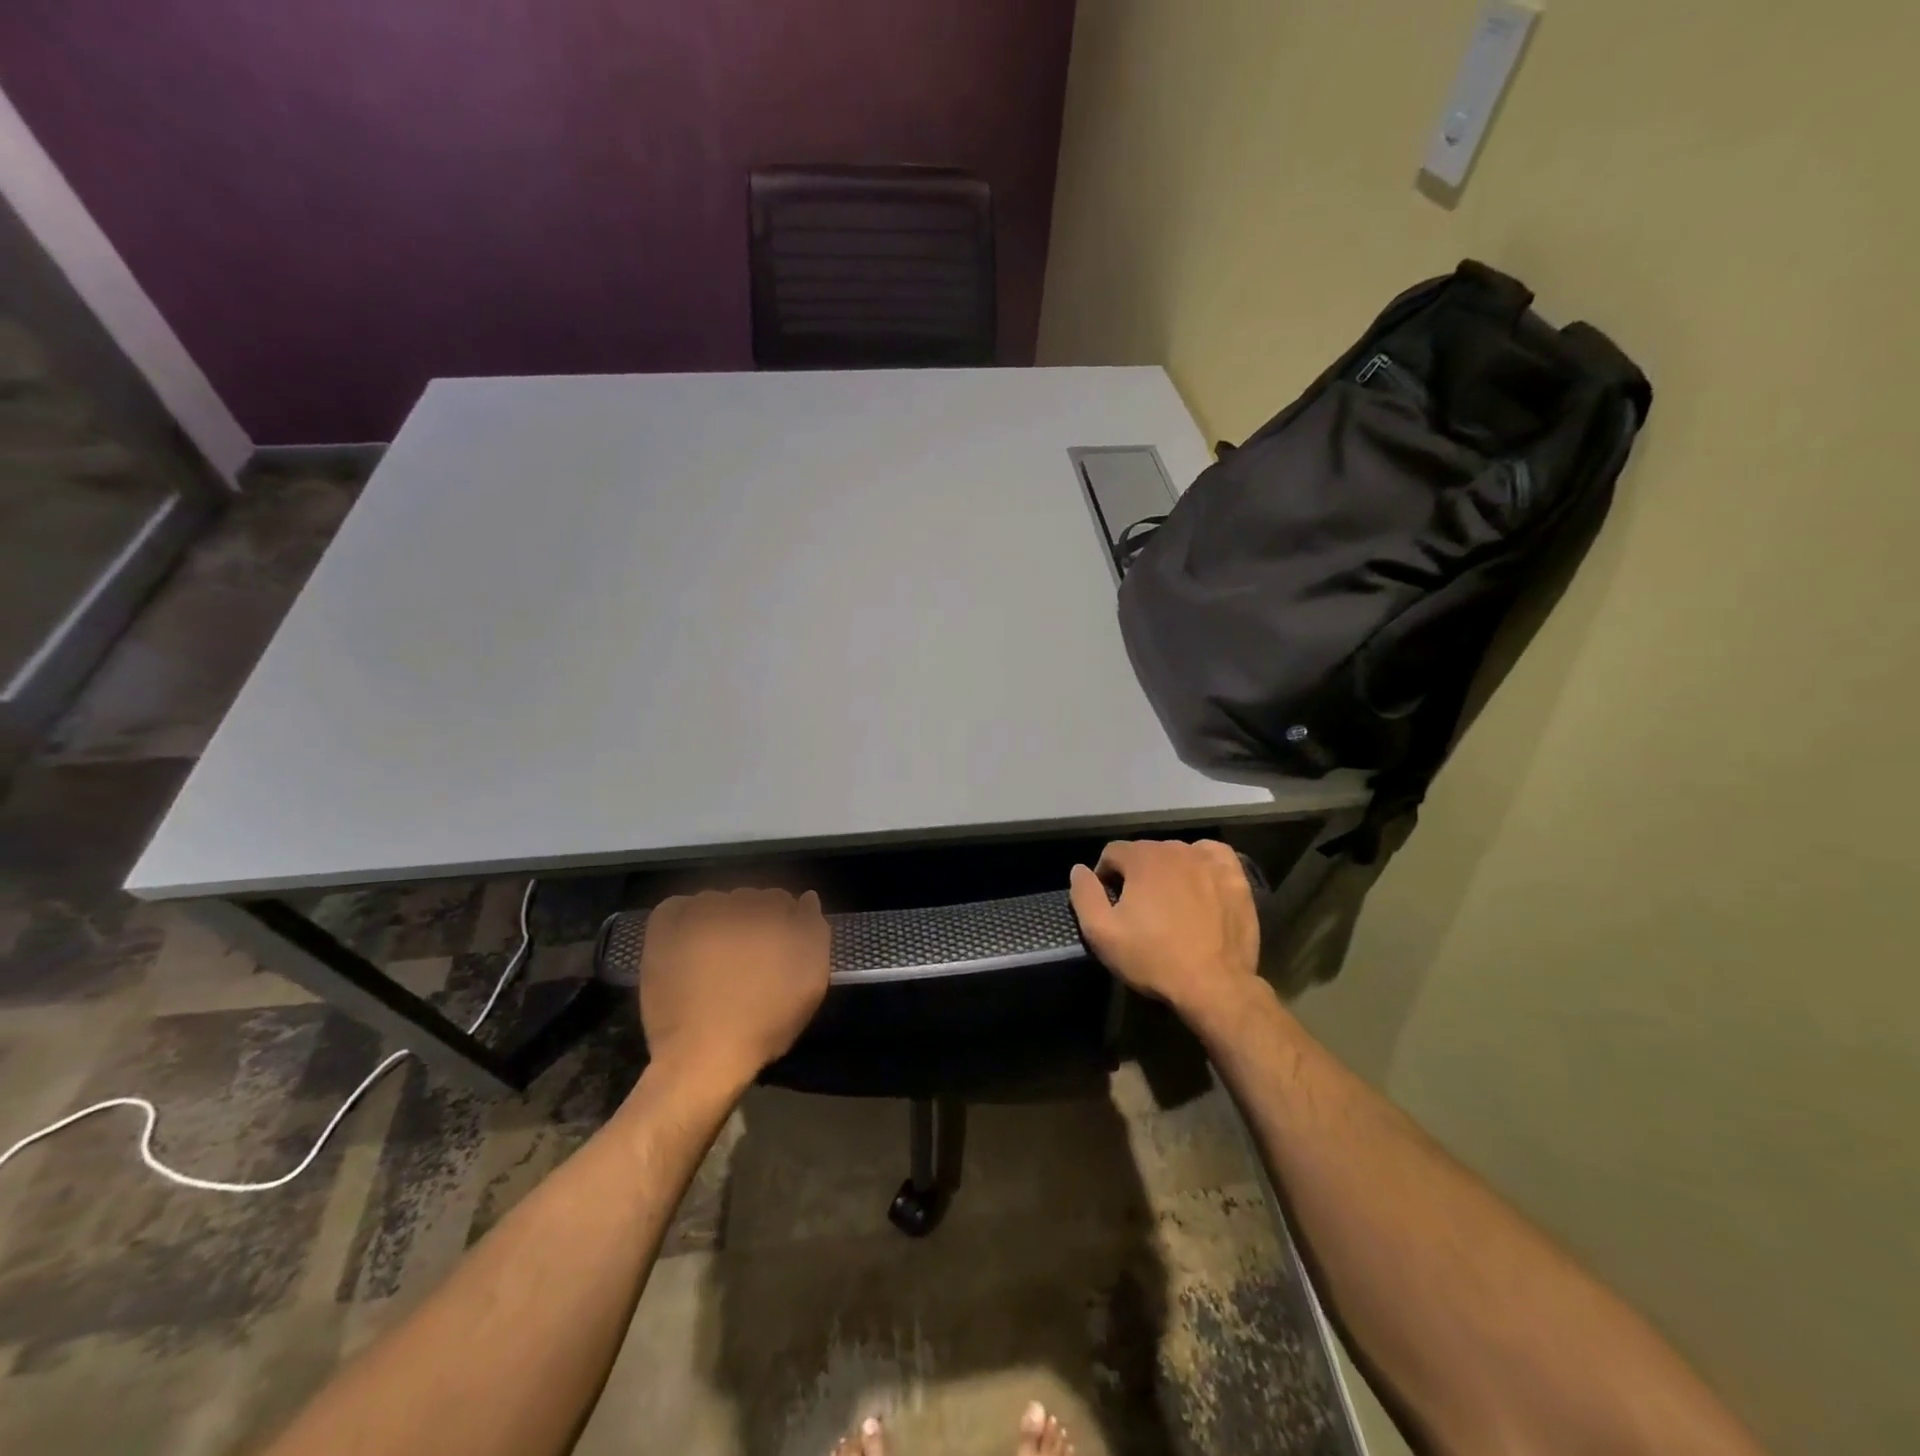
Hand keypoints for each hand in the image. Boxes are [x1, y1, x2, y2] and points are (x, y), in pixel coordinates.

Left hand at [636, 888, 830, 1095]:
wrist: (702, 1058)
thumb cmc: (764, 1024)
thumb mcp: (810, 982)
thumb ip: (815, 933)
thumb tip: (807, 899)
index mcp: (771, 916)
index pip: (780, 899)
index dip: (782, 921)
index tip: (777, 948)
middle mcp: (734, 907)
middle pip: (747, 898)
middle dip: (752, 918)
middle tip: (748, 955)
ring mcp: (695, 917)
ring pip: (714, 901)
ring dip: (720, 917)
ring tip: (718, 952)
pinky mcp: (663, 932)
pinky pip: (676, 906)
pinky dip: (685, 914)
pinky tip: (691, 938)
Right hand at [1069, 840, 1260, 1029]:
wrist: (1214, 985)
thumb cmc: (1153, 958)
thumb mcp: (1101, 933)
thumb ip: (1084, 894)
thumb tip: (1079, 869)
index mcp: (1142, 857)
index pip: (1112, 852)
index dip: (1105, 877)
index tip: (1111, 905)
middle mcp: (1176, 849)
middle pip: (1145, 852)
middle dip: (1137, 875)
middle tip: (1139, 910)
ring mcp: (1209, 861)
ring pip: (1177, 854)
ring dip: (1168, 871)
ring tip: (1170, 904)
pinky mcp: (1235, 877)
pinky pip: (1213, 856)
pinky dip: (1202, 864)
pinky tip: (1200, 883)